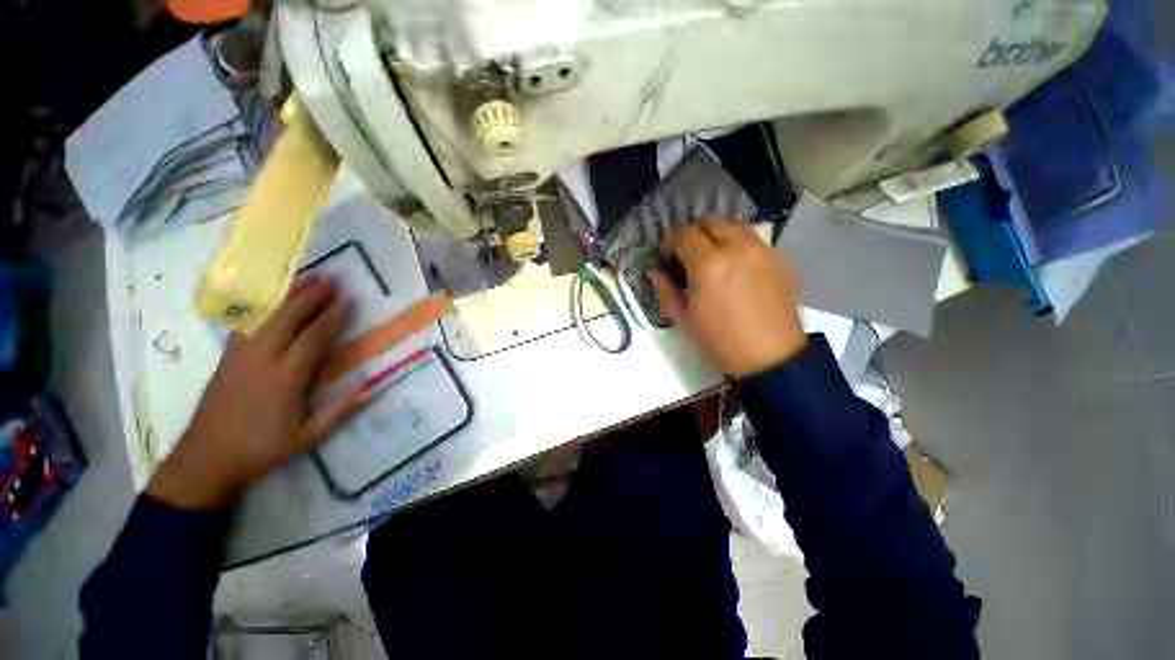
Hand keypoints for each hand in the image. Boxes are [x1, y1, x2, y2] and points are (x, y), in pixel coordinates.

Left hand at [148, 277, 365, 509]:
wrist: (206, 458)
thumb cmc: (262, 448)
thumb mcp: (307, 437)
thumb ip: (339, 412)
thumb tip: (371, 388)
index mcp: (286, 378)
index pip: (314, 338)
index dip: (333, 317)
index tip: (348, 299)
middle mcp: (263, 359)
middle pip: (289, 319)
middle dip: (312, 296)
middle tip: (331, 277)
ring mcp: (241, 355)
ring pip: (267, 316)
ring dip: (288, 295)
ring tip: (305, 277)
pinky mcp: (227, 357)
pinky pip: (247, 324)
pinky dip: (263, 307)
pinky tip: (271, 299)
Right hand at [651, 219, 807, 378]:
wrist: (770, 357)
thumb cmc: (719, 341)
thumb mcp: (683, 319)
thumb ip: (666, 290)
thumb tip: (656, 272)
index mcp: (709, 265)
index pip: (684, 234)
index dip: (670, 241)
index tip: (666, 256)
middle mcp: (737, 248)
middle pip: (711, 221)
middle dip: (693, 233)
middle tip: (687, 254)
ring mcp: (762, 251)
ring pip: (735, 225)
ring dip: (718, 234)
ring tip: (713, 255)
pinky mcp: (780, 259)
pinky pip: (754, 240)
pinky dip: (739, 244)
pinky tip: (736, 267)